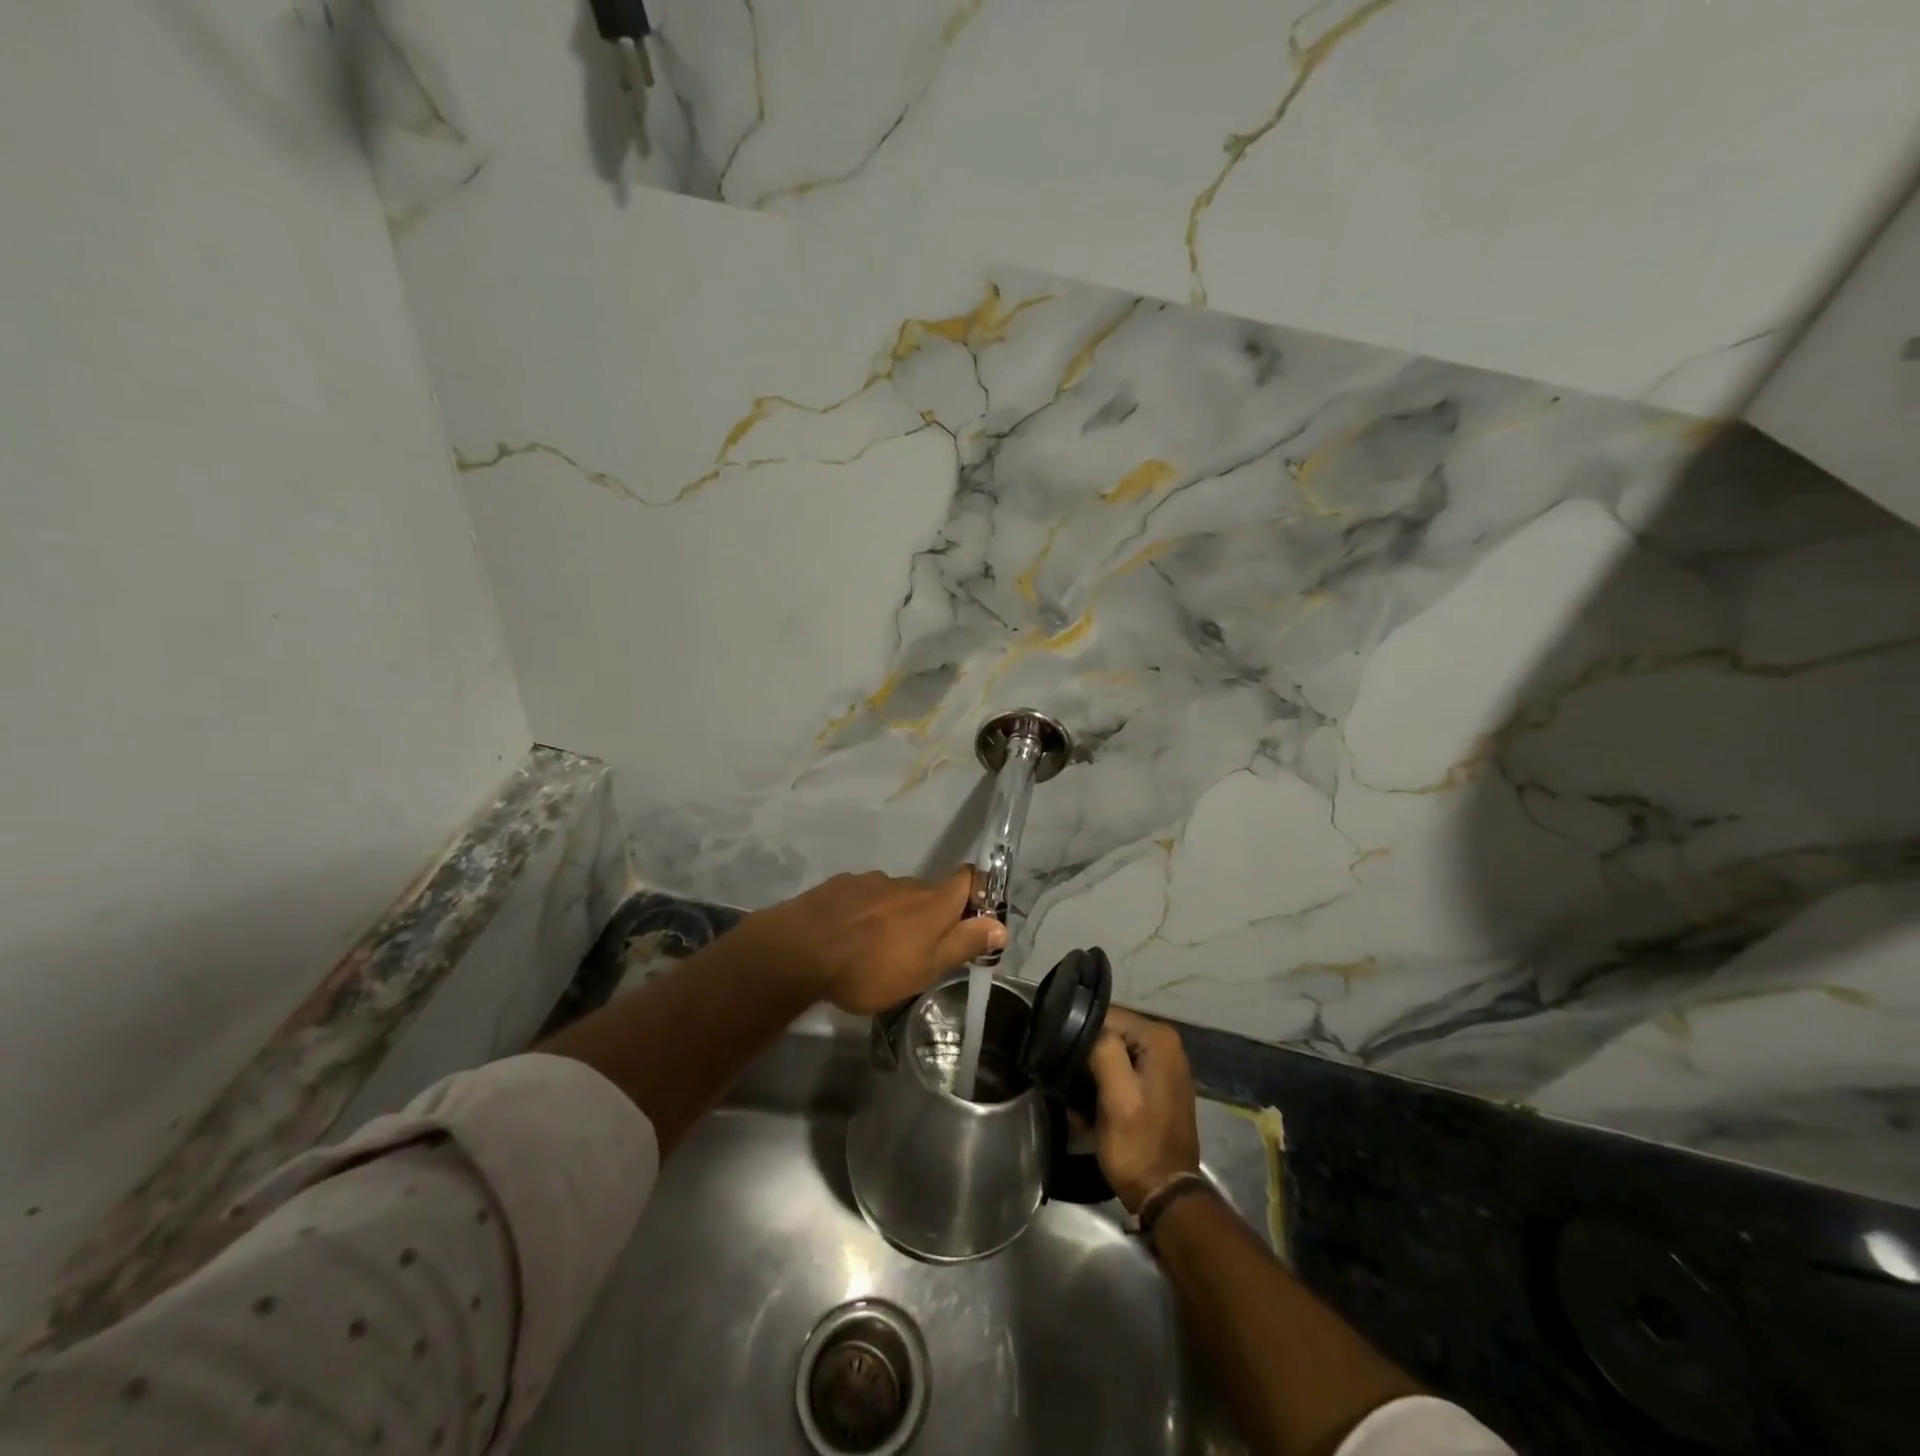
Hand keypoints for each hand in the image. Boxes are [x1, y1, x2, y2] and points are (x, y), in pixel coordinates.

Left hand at [741, 867, 1005, 1013]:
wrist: (800, 950)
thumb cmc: (871, 967)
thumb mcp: (925, 968)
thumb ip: (963, 944)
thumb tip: (1001, 925)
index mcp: (932, 902)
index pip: (969, 878)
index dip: (979, 892)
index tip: (976, 919)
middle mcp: (906, 883)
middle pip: (931, 893)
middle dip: (932, 916)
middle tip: (921, 952)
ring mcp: (870, 881)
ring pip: (895, 896)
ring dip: (896, 916)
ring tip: (878, 949)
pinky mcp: (840, 886)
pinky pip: (864, 898)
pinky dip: (866, 914)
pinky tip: (849, 937)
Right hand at [1087, 1008, 1202, 1213]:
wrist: (1164, 1194)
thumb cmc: (1138, 1145)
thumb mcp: (1116, 1097)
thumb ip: (1104, 1051)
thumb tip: (1087, 1028)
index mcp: (1159, 1038)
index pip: (1107, 1016)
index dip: (1081, 1036)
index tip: (1064, 1061)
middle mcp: (1166, 1043)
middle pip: (1110, 1033)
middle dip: (1087, 1055)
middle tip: (1068, 1082)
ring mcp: (1164, 1065)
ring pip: (1112, 1052)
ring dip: (1092, 1071)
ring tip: (1077, 1096)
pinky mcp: (1157, 1085)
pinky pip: (1122, 1069)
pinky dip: (1105, 1083)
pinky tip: (1092, 1106)